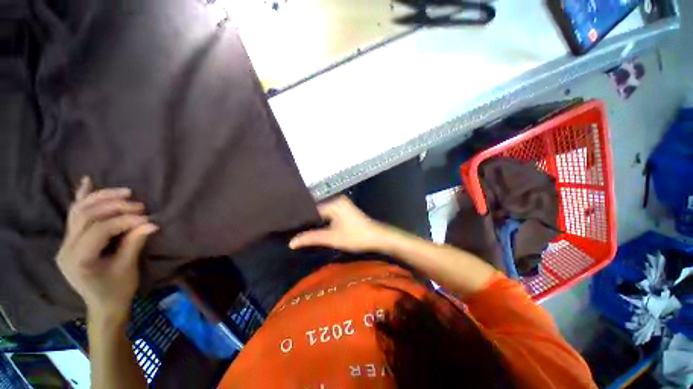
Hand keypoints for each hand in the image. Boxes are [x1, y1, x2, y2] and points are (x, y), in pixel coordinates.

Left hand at [56, 177, 157, 323]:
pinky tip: (87, 182)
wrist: (102, 305)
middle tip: (139, 205)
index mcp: (78, 259)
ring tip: (124, 192)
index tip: (147, 218)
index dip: (124, 220)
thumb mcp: (127, 269)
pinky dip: (82, 198)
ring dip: (101, 198)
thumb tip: (151, 224)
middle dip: (113, 206)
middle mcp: (66, 248)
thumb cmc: (117, 290)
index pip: (99, 230)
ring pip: (79, 211)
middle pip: (86, 216)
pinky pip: (74, 215)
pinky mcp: (70, 241)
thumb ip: (134, 243)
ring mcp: (65, 243)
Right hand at [289, 196, 388, 252]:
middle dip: (307, 219)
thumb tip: (291, 242)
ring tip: (301, 228)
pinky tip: (316, 227)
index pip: (311, 208)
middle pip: (317, 209)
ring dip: (315, 220)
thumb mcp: (332, 238)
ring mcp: (341, 204)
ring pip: (323, 211)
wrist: (376, 237)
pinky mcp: (344, 209)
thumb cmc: (355, 237)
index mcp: (333, 203)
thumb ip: (311, 238)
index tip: (289, 226)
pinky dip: (323, 220)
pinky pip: (329, 212)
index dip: (301, 218)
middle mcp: (337, 200)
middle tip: (293, 228)